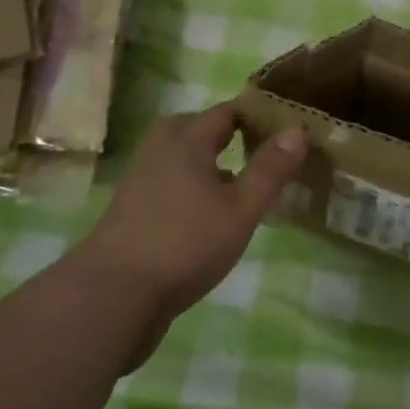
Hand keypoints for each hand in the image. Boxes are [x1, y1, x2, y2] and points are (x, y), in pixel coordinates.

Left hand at [86, 102, 306, 358]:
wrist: (112, 298)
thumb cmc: (185, 242)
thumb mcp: (241, 208)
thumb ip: (270, 168)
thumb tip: (297, 129)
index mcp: (188, 136)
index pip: (230, 110)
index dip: (260, 115)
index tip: (288, 129)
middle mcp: (161, 147)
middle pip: (202, 129)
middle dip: (233, 136)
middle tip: (265, 155)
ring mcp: (141, 178)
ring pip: (186, 157)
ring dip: (213, 164)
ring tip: (243, 186)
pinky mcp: (132, 208)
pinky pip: (172, 181)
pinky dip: (193, 186)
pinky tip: (210, 216)